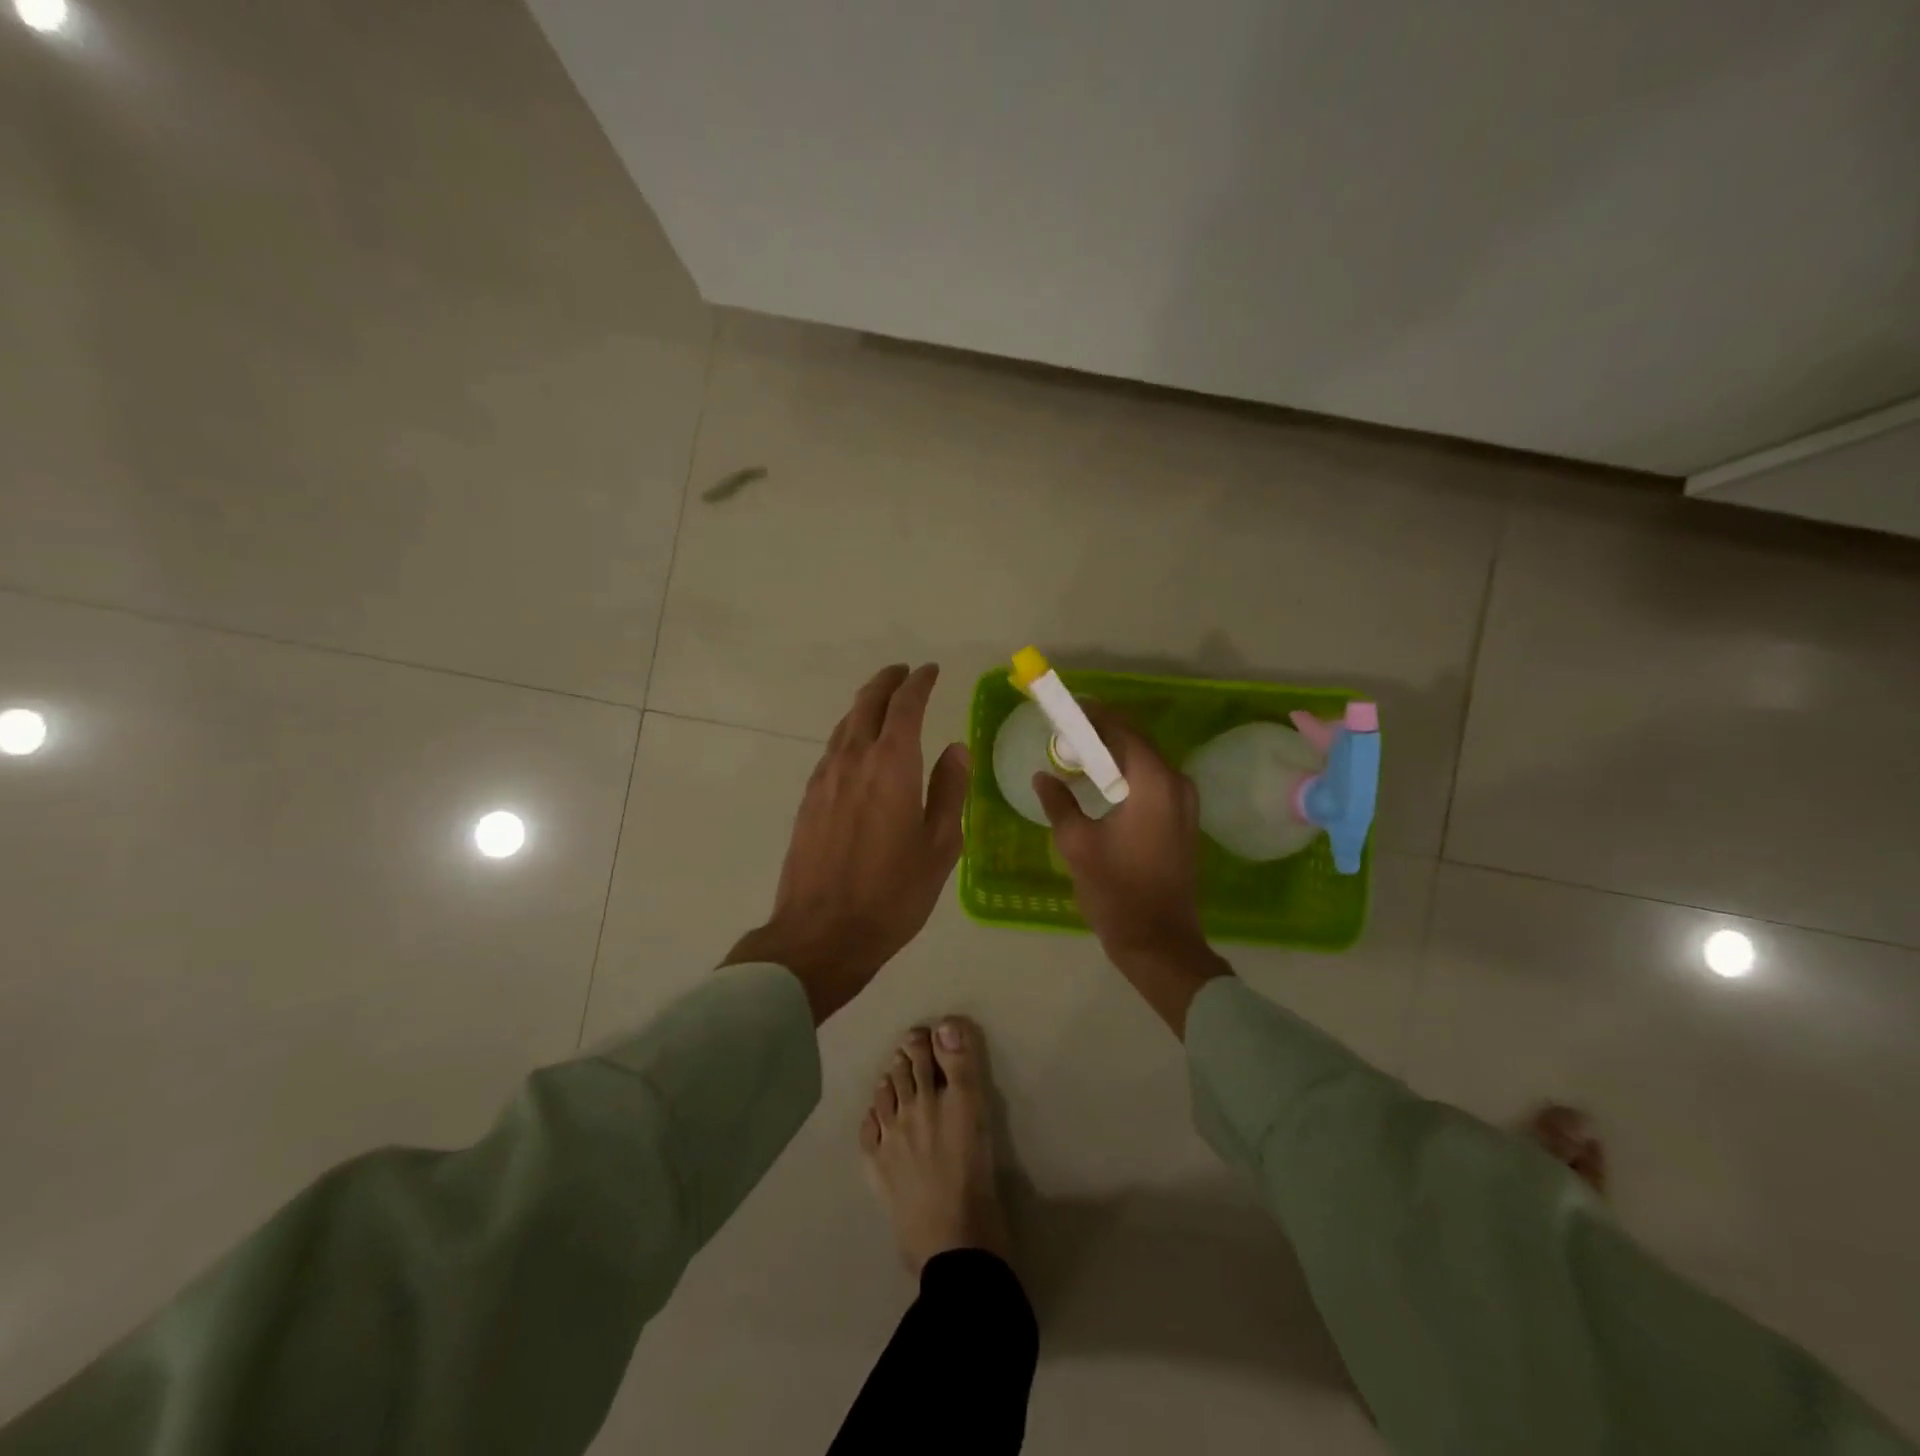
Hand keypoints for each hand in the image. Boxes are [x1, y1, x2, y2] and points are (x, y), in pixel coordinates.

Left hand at [725, 664, 968, 1023]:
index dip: (919, 683)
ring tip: (882, 702)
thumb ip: (949, 791)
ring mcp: (825, 778)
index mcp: (892, 765)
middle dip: (887, 683)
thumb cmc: (893, 893)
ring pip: (845, 725)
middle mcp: (854, 760)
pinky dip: (849, 733)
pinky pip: (832, 750)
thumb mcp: (940, 846)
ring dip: (865, 705)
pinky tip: (857, 747)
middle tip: (904, 674)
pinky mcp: (808, 799)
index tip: (930, 671)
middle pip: (867, 704)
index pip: (905, 706)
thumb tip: (956, 749)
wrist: (822, 933)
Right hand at [1032, 707, 1230, 1033]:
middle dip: (1102, 735)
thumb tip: (1044, 777)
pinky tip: (1102, 788)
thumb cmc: (1116, 889)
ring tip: (1078, 758)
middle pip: (1137, 744)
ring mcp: (1186, 805)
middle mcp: (1177, 785)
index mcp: (1154, 782)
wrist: (1159, 942)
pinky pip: (1153, 785)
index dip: (1094, 716)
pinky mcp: (1184, 822)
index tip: (1068, 709)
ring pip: (1146, 765)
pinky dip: (1128, 778)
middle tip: (1067, 734)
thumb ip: (1059, 802)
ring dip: (1115, 758)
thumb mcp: (1077, 843)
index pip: (1123, 731)